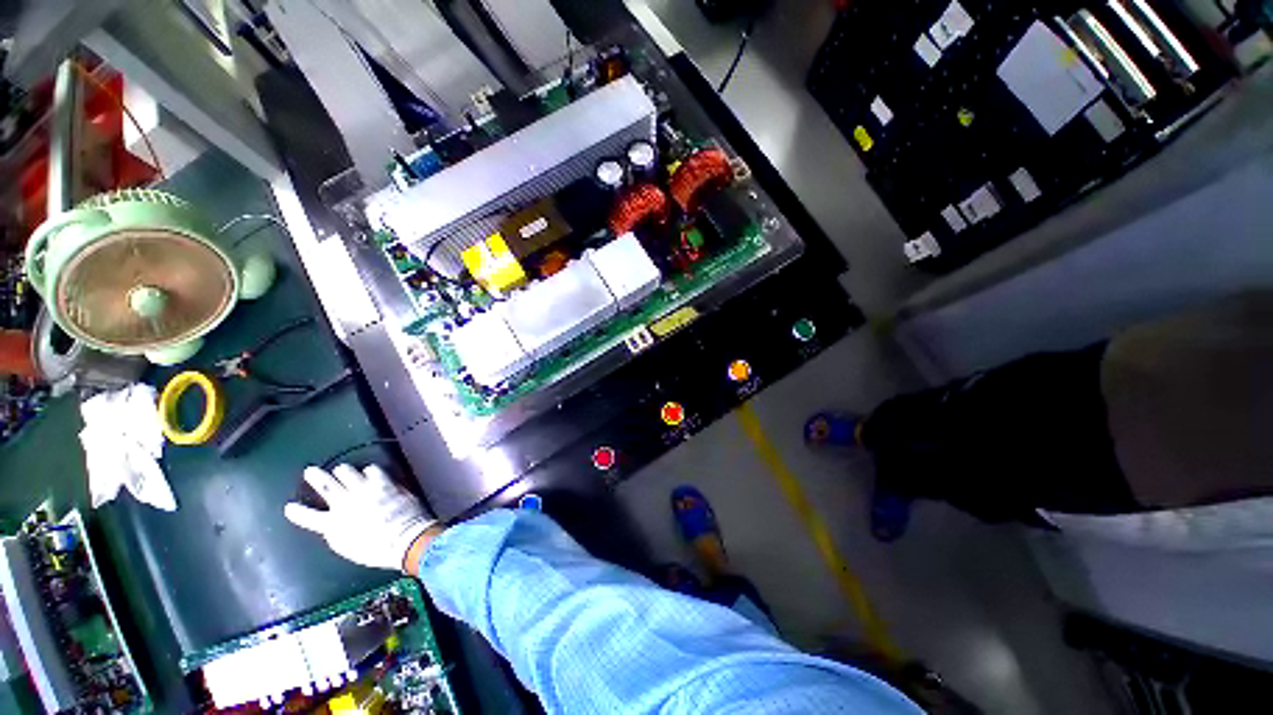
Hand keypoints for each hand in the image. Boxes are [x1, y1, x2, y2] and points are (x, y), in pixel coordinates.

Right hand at [284, 464, 434, 571]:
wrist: (404, 537)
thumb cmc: (376, 550)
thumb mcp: (348, 547)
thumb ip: (337, 533)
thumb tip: (332, 526)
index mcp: (332, 525)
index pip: (308, 518)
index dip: (297, 512)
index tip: (289, 507)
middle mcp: (345, 504)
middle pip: (326, 486)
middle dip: (316, 477)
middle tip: (310, 470)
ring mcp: (365, 491)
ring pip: (348, 473)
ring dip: (343, 471)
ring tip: (341, 469)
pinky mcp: (383, 483)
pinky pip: (373, 470)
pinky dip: (370, 470)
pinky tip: (370, 471)